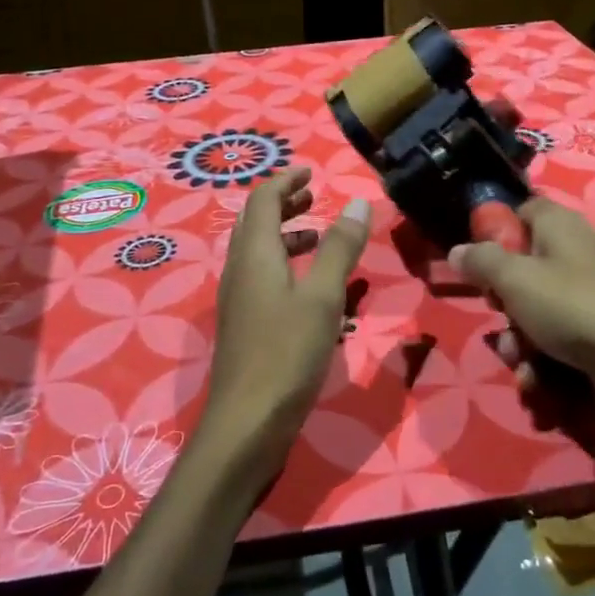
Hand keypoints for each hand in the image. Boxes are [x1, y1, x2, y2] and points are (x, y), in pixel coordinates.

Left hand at [199, 167, 371, 484]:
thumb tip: (356, 203)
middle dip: (283, 204)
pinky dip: (284, 264)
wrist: (246, 423)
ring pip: (257, 251)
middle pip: (255, 223)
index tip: (310, 172)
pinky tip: (310, 286)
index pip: (262, 200)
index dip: (285, 181)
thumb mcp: (323, 296)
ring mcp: (237, 299)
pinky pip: (261, 277)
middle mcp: (238, 270)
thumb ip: (339, 248)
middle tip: (313, 197)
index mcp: (254, 255)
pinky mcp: (243, 324)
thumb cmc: (287, 353)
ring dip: (285, 235)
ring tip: (317, 236)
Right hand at [450, 195, 594, 439]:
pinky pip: (557, 345)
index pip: (522, 212)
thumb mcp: (515, 279)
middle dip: (502, 303)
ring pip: (534, 315)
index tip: (477, 260)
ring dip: (519, 343)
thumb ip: (481, 261)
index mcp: (559, 227)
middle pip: (522, 270)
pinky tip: (538, 384)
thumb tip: (458, 250)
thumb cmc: (574, 307)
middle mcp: (575, 257)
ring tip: (521, 363)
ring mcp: (589, 300)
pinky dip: (543, 365)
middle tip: (499, 315)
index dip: (497, 232)